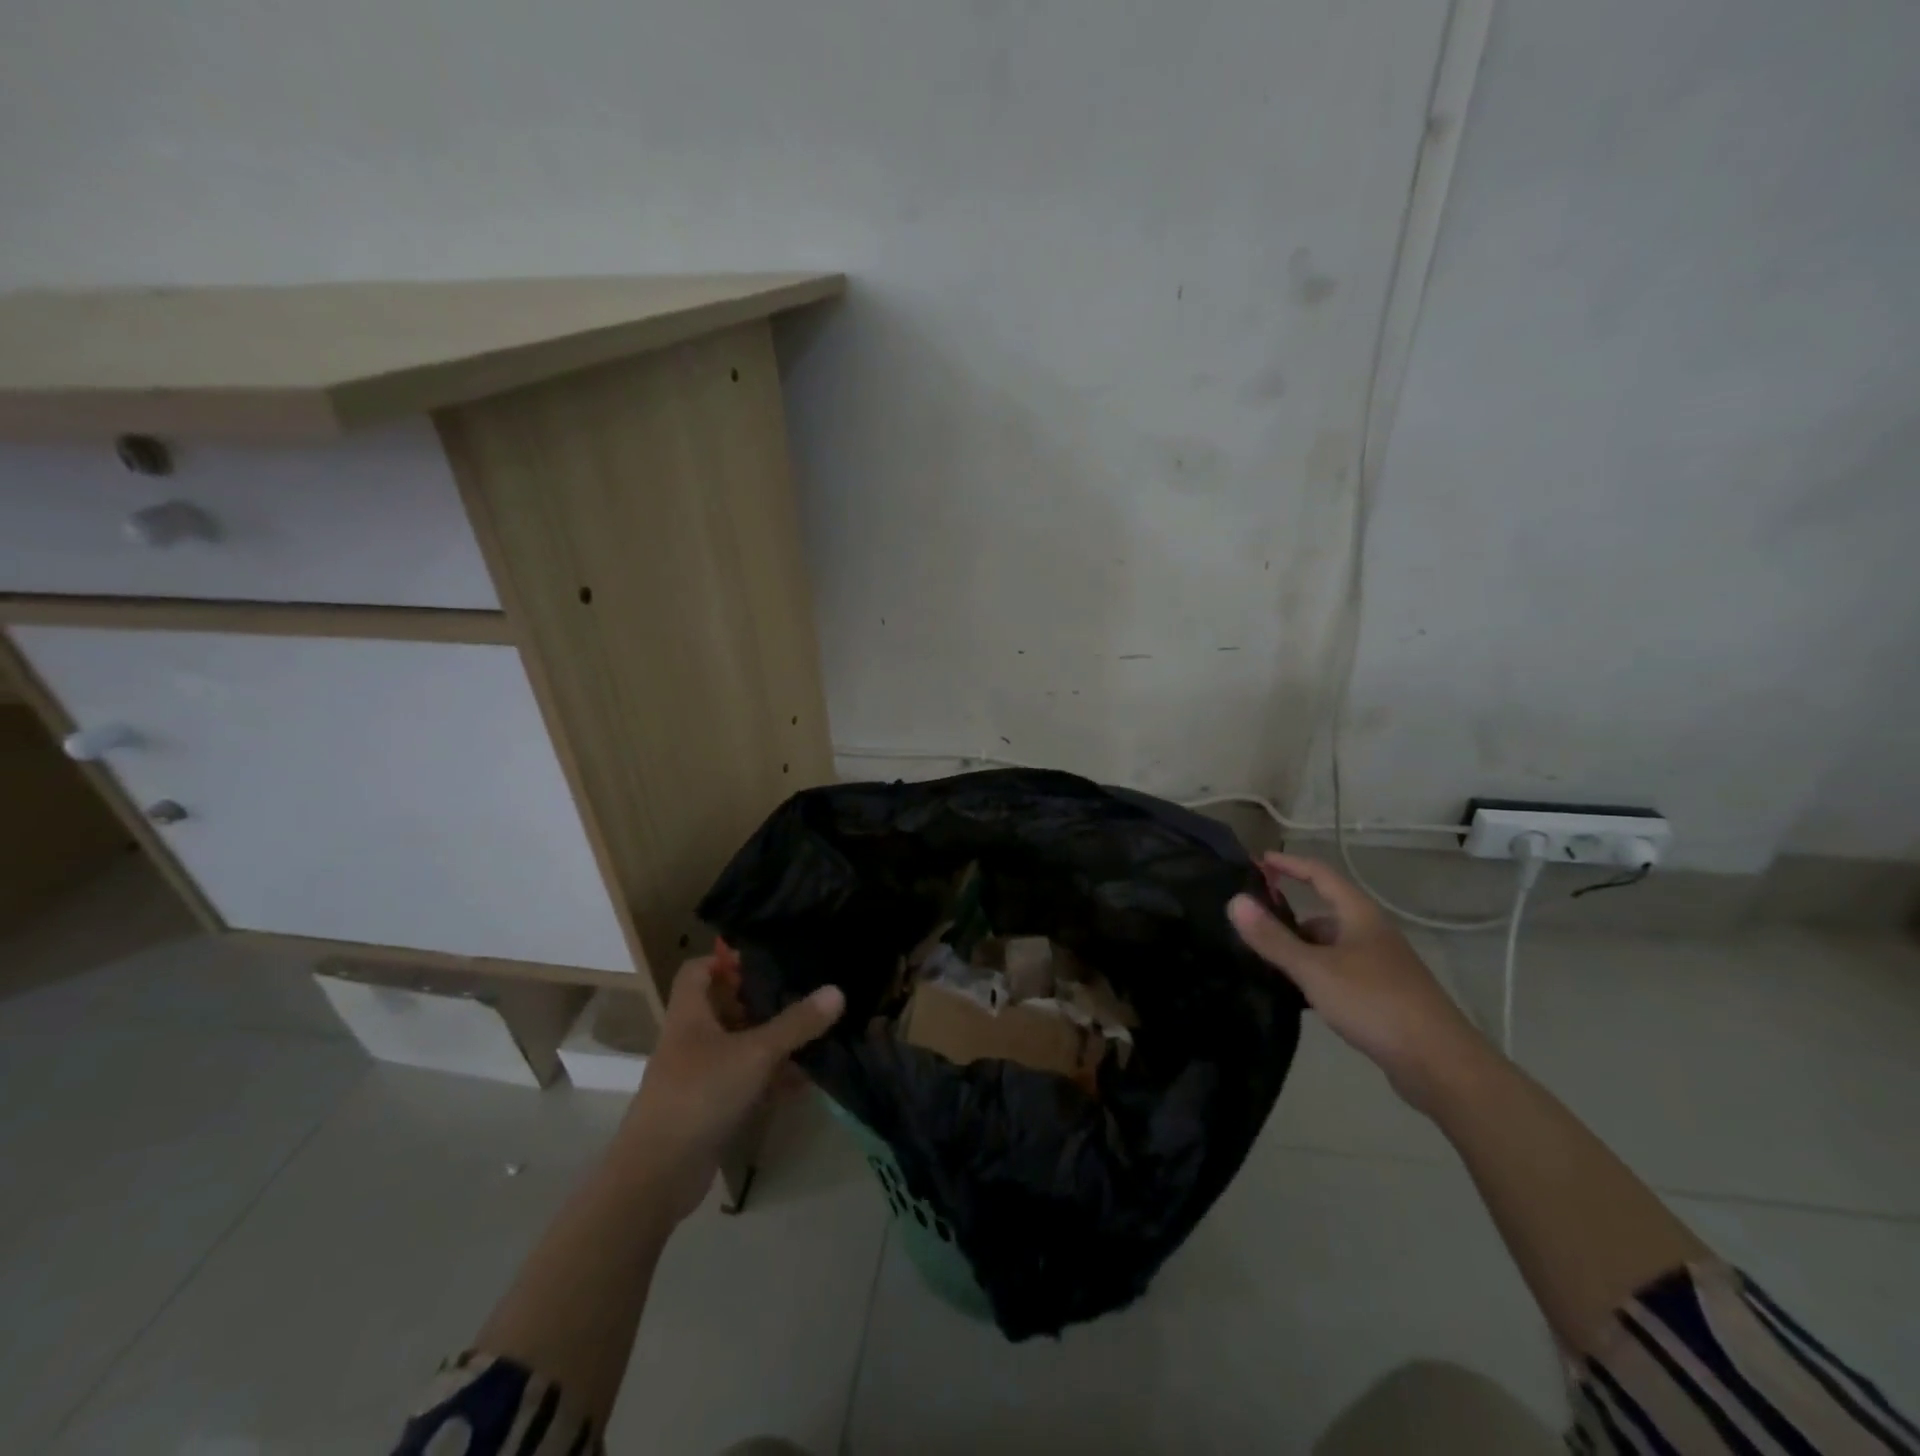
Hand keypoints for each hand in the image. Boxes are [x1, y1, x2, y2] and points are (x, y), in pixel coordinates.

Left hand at [615, 956, 844, 1224]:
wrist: (658, 1175)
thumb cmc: (700, 1094)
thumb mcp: (755, 1052)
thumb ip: (796, 1023)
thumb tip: (837, 990)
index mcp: (689, 1014)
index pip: (698, 970)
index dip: (726, 959)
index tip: (765, 959)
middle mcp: (690, 1039)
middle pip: (722, 1006)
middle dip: (759, 1000)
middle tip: (799, 991)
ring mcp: (697, 1075)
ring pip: (737, 1045)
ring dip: (769, 1040)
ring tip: (811, 1032)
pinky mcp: (708, 1108)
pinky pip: (743, 1081)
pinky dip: (769, 1078)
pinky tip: (803, 1080)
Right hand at [1227, 853, 1491, 1111]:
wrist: (1441, 1065)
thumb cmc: (1375, 1003)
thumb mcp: (1315, 969)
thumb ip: (1273, 938)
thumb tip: (1234, 901)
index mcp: (1360, 916)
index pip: (1320, 874)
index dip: (1289, 865)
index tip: (1257, 862)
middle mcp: (1372, 934)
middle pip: (1324, 912)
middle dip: (1288, 916)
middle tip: (1251, 925)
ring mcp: (1380, 967)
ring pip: (1331, 947)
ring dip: (1300, 949)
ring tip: (1264, 962)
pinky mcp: (1383, 997)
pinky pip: (1339, 973)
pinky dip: (1315, 976)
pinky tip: (1296, 995)